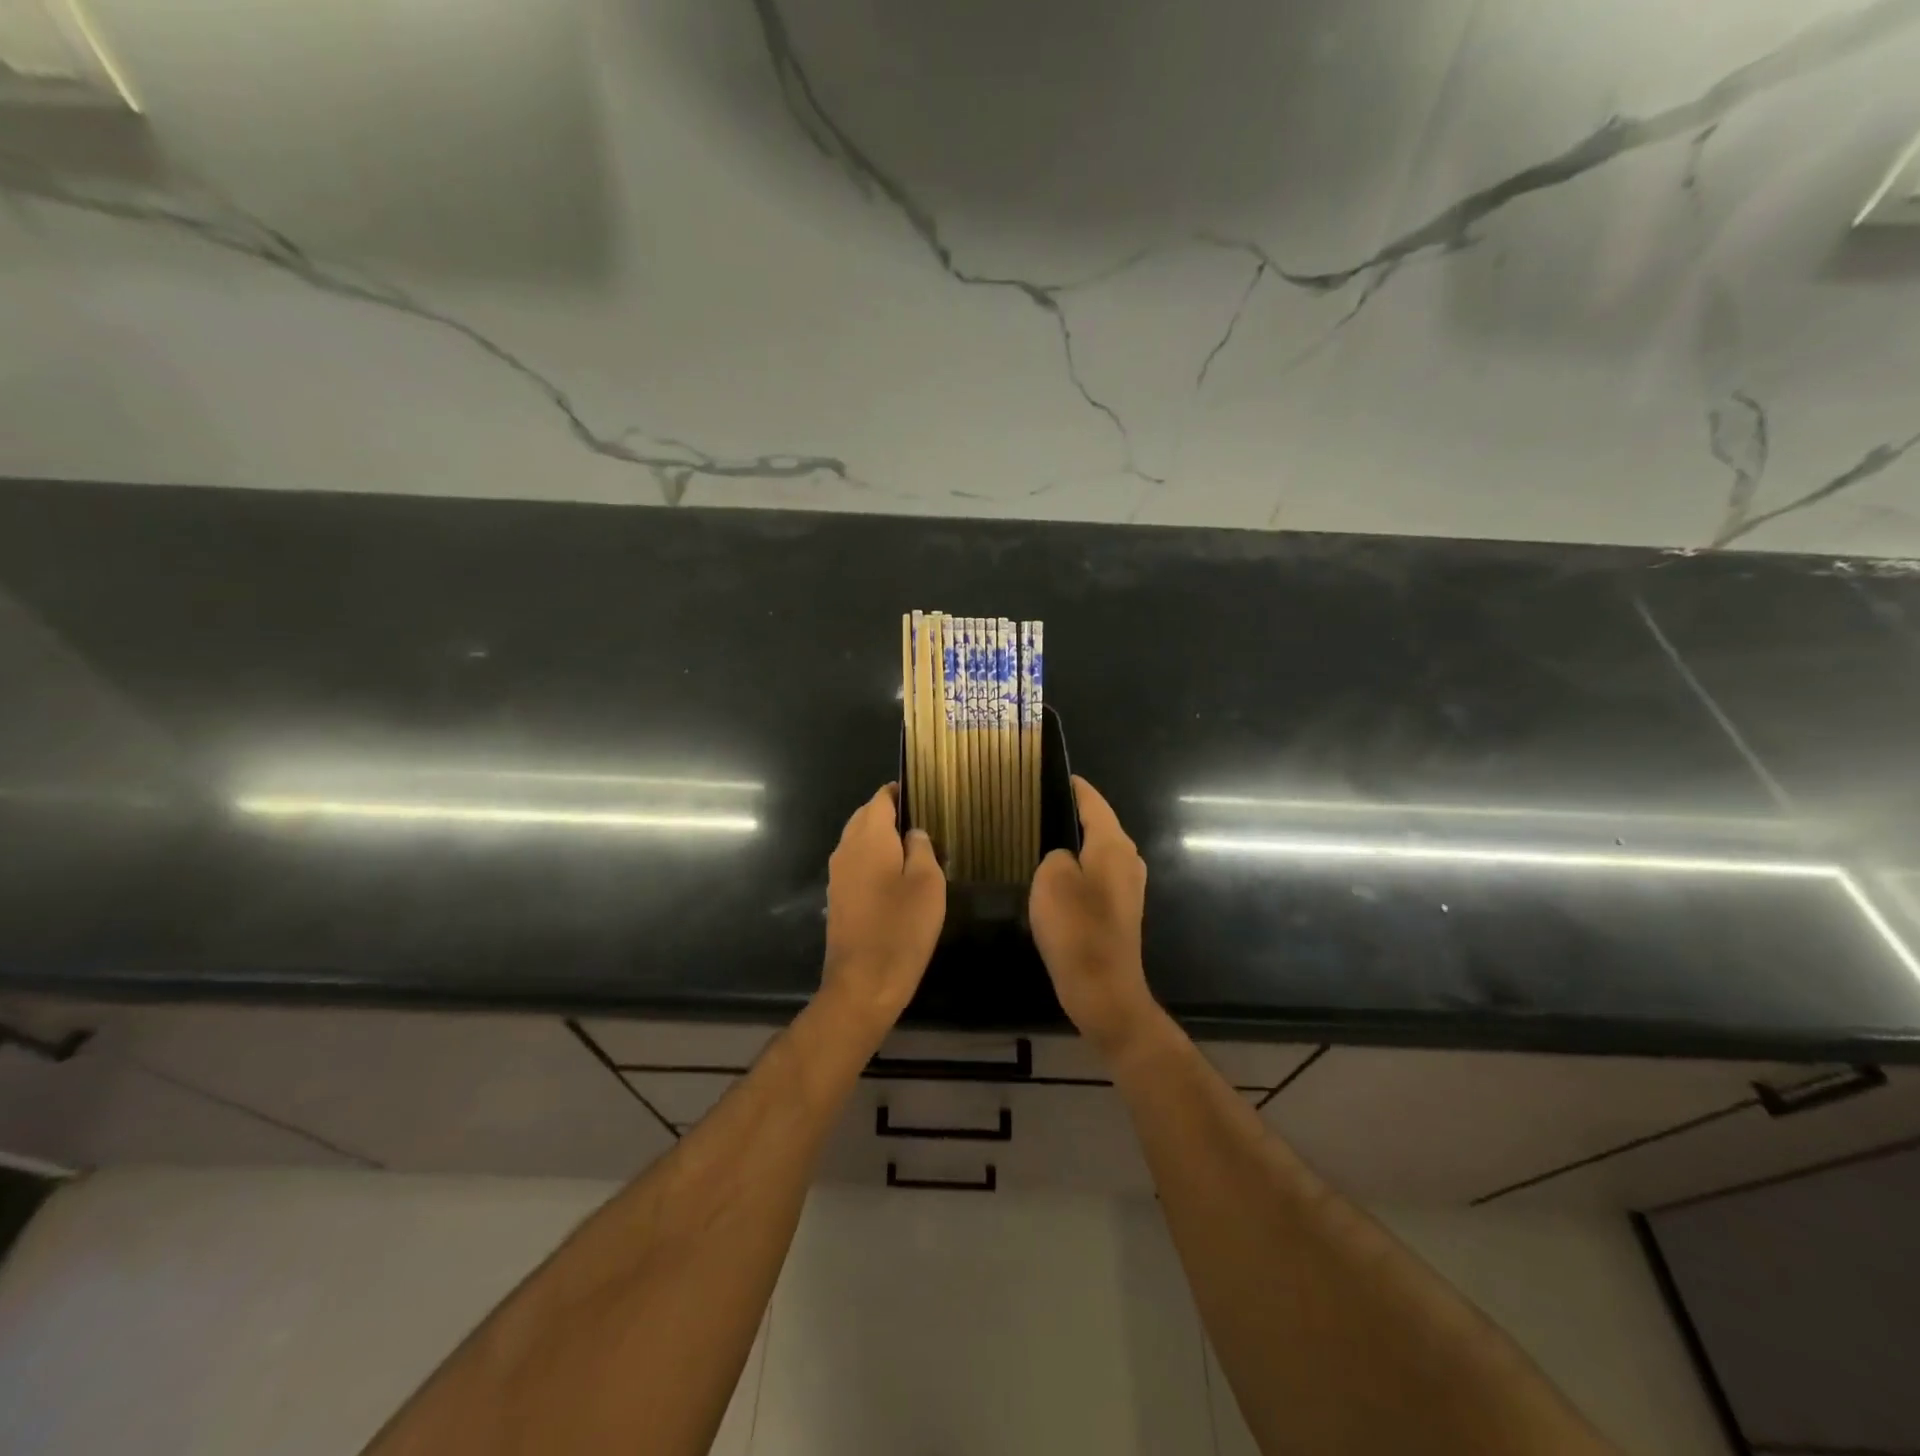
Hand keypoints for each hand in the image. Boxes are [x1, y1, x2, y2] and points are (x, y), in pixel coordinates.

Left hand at [822, 784, 946, 1027]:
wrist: (863, 983)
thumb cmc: (902, 928)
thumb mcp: (928, 883)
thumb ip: (922, 848)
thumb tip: (914, 832)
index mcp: (869, 837)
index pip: (880, 798)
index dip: (900, 792)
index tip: (923, 795)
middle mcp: (846, 849)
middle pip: (866, 817)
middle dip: (891, 815)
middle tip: (924, 824)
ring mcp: (838, 874)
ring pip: (859, 841)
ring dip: (882, 840)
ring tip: (915, 851)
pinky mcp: (838, 897)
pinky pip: (856, 864)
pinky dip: (874, 861)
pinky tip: (897, 878)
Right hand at [1029, 776, 1155, 1052]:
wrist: (1103, 989)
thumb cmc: (1076, 929)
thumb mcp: (1051, 879)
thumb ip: (1056, 854)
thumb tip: (1064, 857)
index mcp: (1113, 844)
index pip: (1092, 801)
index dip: (1072, 786)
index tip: (1050, 774)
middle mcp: (1128, 858)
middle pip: (1098, 824)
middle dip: (1070, 813)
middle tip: (1035, 808)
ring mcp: (1128, 886)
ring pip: (1097, 850)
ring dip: (1074, 843)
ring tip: (1039, 839)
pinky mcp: (1121, 909)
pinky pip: (1097, 874)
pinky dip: (1079, 869)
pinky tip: (1055, 878)